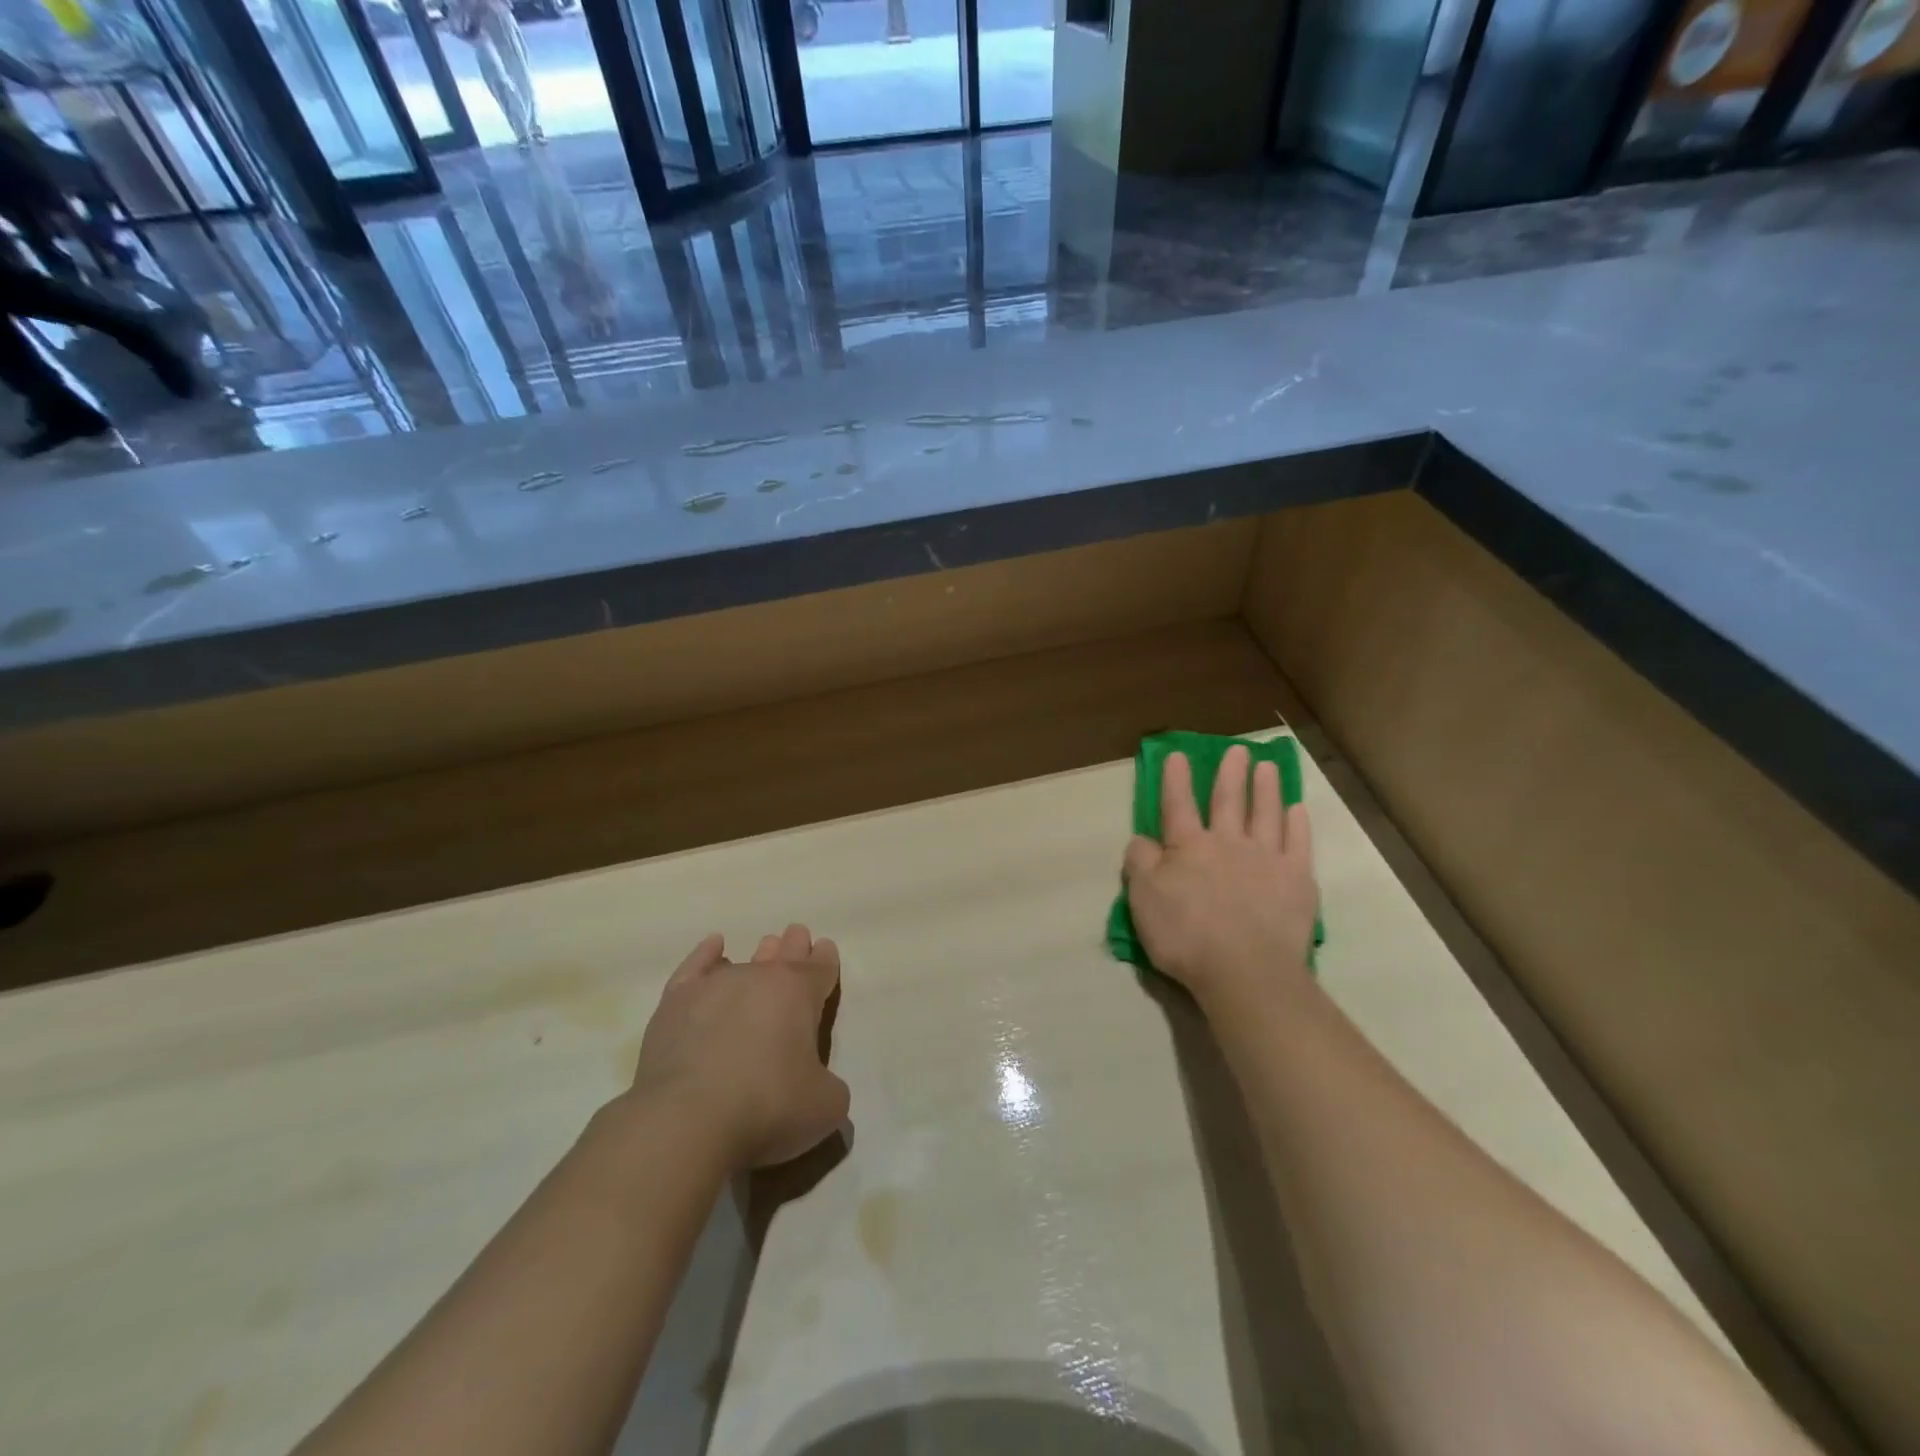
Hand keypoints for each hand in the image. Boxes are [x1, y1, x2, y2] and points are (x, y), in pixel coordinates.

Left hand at [630, 925, 849, 1170]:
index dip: (825, 960)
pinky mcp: (676, 1002)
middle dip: (795, 946)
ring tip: (768, 946)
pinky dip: (707, 954)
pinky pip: (696, 966)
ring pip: (745, 959)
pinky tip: (714, 945)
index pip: (820, 968)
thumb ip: (829, 1085)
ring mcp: (716, 986)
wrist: (687, 1120)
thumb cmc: (767, 1108)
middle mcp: (760, 978)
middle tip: (798, 936)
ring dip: (760, 953)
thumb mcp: (825, 1107)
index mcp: (801, 993)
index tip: (825, 949)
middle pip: (785, 953)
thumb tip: (817, 1083)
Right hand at [1121, 745, 1317, 1010]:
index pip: (1178, 805)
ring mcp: (1267, 859)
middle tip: (1238, 750)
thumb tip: (1142, 839)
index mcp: (1188, 847)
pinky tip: (1297, 810)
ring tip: (1268, 767)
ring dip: (1265, 789)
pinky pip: (1298, 843)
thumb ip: (1140, 863)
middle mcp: (1228, 843)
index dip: (1176, 779)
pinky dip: (1297, 823)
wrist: (1245, 970)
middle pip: (1229, 801)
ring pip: (1266, 814)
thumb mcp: (1143, 900)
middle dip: (1230, 774)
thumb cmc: (1186, 936)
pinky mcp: (1297, 880)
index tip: (1178, 754)